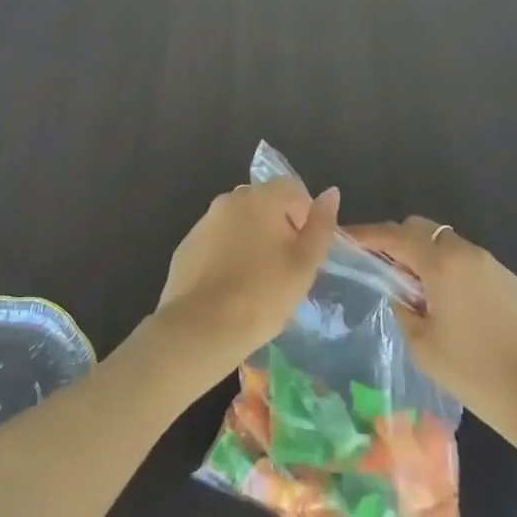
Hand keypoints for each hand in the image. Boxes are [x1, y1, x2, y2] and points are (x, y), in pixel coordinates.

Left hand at [153, 180, 339, 378]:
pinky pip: (216, 242)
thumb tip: (331, 193)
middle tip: (285, 267)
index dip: (305, 214)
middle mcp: (228, 200)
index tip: (304, 249)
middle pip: (264, 202)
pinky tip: (230, 289)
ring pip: (238, 222)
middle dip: (279, 226)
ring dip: (252, 240)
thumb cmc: (263, 295)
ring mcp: (203, 222)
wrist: (200, 329)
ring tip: (257, 281)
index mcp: (260, 198)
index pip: (292, 187)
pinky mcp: (185, 247)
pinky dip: (227, 255)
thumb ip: (321, 225)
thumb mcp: (304, 264)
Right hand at [346, 217, 516, 448]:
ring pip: (446, 243)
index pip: (394, 235)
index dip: (366, 234)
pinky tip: (447, 303)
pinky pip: (467, 261)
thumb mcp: (422, 344)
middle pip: (421, 228)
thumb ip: (402, 307)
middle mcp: (467, 252)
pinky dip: (448, 268)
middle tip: (379, 267)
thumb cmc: (474, 373)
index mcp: (442, 263)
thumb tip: (398, 291)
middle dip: (396, 240)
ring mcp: (492, 263)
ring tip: (413, 290)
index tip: (345, 238)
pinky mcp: (509, 280)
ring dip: (423, 255)